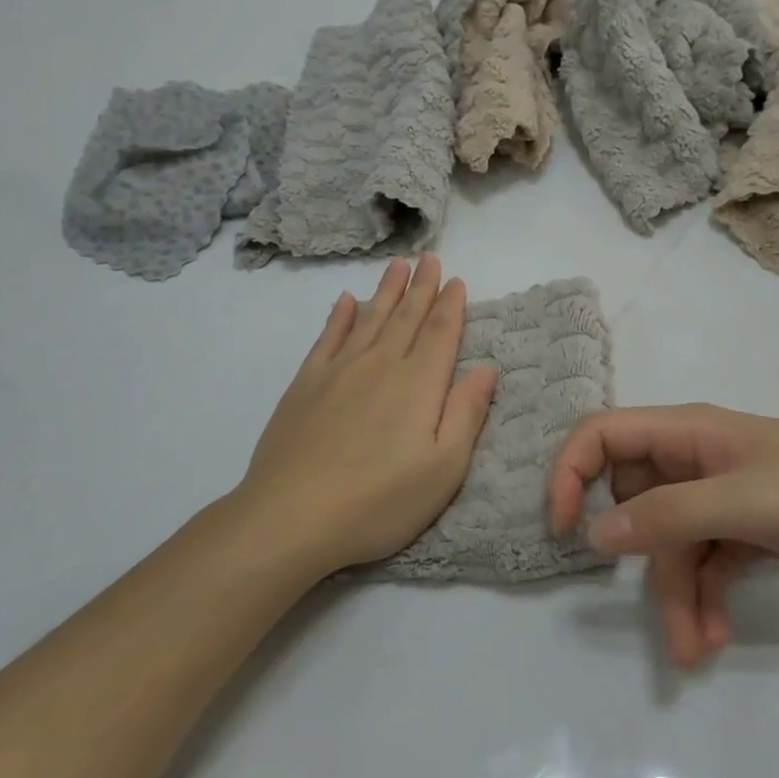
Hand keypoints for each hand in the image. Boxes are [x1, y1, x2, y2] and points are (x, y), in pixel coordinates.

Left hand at [236, 254, 498, 576]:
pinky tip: (346, 301)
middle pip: (406, 317)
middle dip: (421, 287)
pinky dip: (340, 316)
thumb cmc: (379, 502)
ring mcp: (338, 372)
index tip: (457, 281)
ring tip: (397, 266)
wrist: (291, 518)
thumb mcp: (443, 469)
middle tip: (429, 259)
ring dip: (386, 291)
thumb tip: (486, 367)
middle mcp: (380, 366)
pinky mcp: (305, 386)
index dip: (451, 306)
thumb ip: (467, 413)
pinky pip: (327, 338)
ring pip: (369, 319)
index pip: (440, 334)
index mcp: (418, 385)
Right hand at [548, 404, 778, 667]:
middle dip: (642, 562)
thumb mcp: (740, 501)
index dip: (570, 473)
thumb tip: (593, 534)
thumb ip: (665, 516)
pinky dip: (706, 598)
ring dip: (677, 596)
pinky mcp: (749, 529)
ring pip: (673, 544)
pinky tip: (717, 637)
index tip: (562, 528)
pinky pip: (707, 562)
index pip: (602, 435)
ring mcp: (723, 496)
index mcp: (686, 433)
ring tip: (695, 652)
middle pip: (637, 504)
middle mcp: (695, 460)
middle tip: (659, 615)